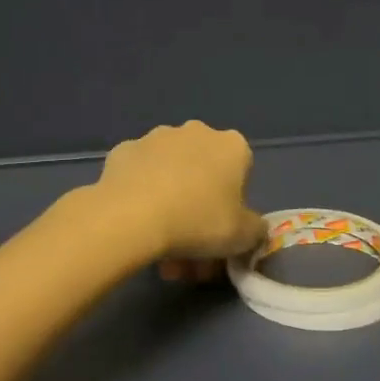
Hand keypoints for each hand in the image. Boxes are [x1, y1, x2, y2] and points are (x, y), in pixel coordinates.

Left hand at [95, 121, 268, 278]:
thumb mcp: (244, 237)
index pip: (242, 174)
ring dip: (171, 203)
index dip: (234, 204)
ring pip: (171, 175)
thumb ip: (256, 229)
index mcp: (232, 146)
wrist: (131, 217)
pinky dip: (141, 196)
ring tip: (159, 246)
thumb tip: (253, 227)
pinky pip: (139, 176)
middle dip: (199, 208)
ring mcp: (156, 138)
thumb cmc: (199, 222)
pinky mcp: (123, 150)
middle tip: (191, 248)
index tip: (222, 229)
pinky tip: (136, 224)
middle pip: (204, 173)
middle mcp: (197, 132)